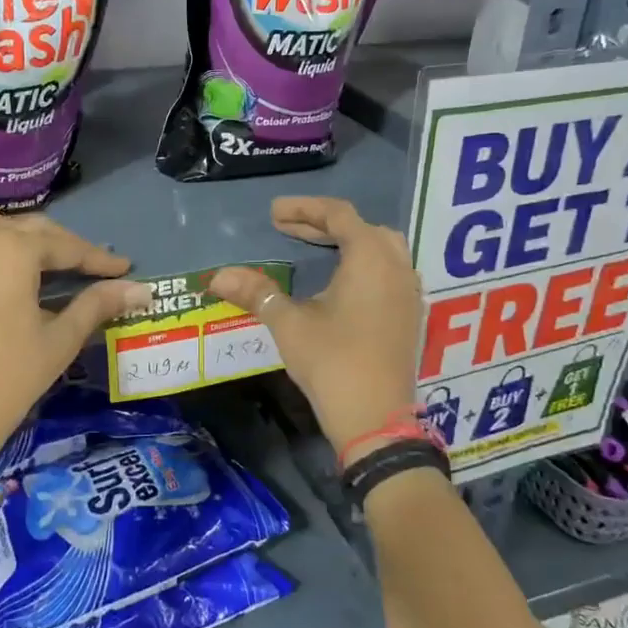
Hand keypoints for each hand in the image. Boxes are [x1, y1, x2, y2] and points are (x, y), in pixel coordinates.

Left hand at [0, 210, 151, 457]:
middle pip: (24, 229)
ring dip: (8, 236)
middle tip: (80, 266)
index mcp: (13, 250)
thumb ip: (98, 304)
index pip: (65, 245)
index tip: (121, 268)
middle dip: (57, 245)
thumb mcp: (59, 341)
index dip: (96, 258)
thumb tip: (141, 289)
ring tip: (26, 260)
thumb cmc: (8, 379)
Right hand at [208, 197, 421, 464]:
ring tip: (314, 248)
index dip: (304, 208)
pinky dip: (362, 264)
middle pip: (363, 228)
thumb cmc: (332, 362)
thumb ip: (256, 293)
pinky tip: (339, 282)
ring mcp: (408, 292)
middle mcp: (396, 267)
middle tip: (288, 228)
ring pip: (381, 249)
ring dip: (347, 242)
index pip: (338, 215)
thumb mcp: (289, 323)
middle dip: (324, 224)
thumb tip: (218, 276)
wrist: (375, 419)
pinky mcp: (409, 315)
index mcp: (370, 259)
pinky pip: (389, 272)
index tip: (273, 213)